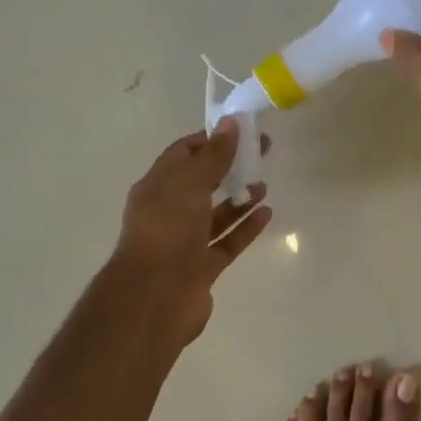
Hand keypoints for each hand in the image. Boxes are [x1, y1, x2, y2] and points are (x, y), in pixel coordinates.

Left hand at [115, 120, 272, 344]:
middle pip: (202, 183)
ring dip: (239, 199)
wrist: (154, 297)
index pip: (183, 154)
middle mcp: (168, 212)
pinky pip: (227, 242)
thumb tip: (230, 123)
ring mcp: (184, 242)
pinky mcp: (201, 267)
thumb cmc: (167, 230)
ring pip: (216, 215)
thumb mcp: (190, 184)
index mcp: (157, 187)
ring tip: (264, 185)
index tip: (241, 132)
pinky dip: (245, 228)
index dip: (211, 141)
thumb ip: (213, 155)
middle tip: (262, 154)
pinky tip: (266, 214)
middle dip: (229, 167)